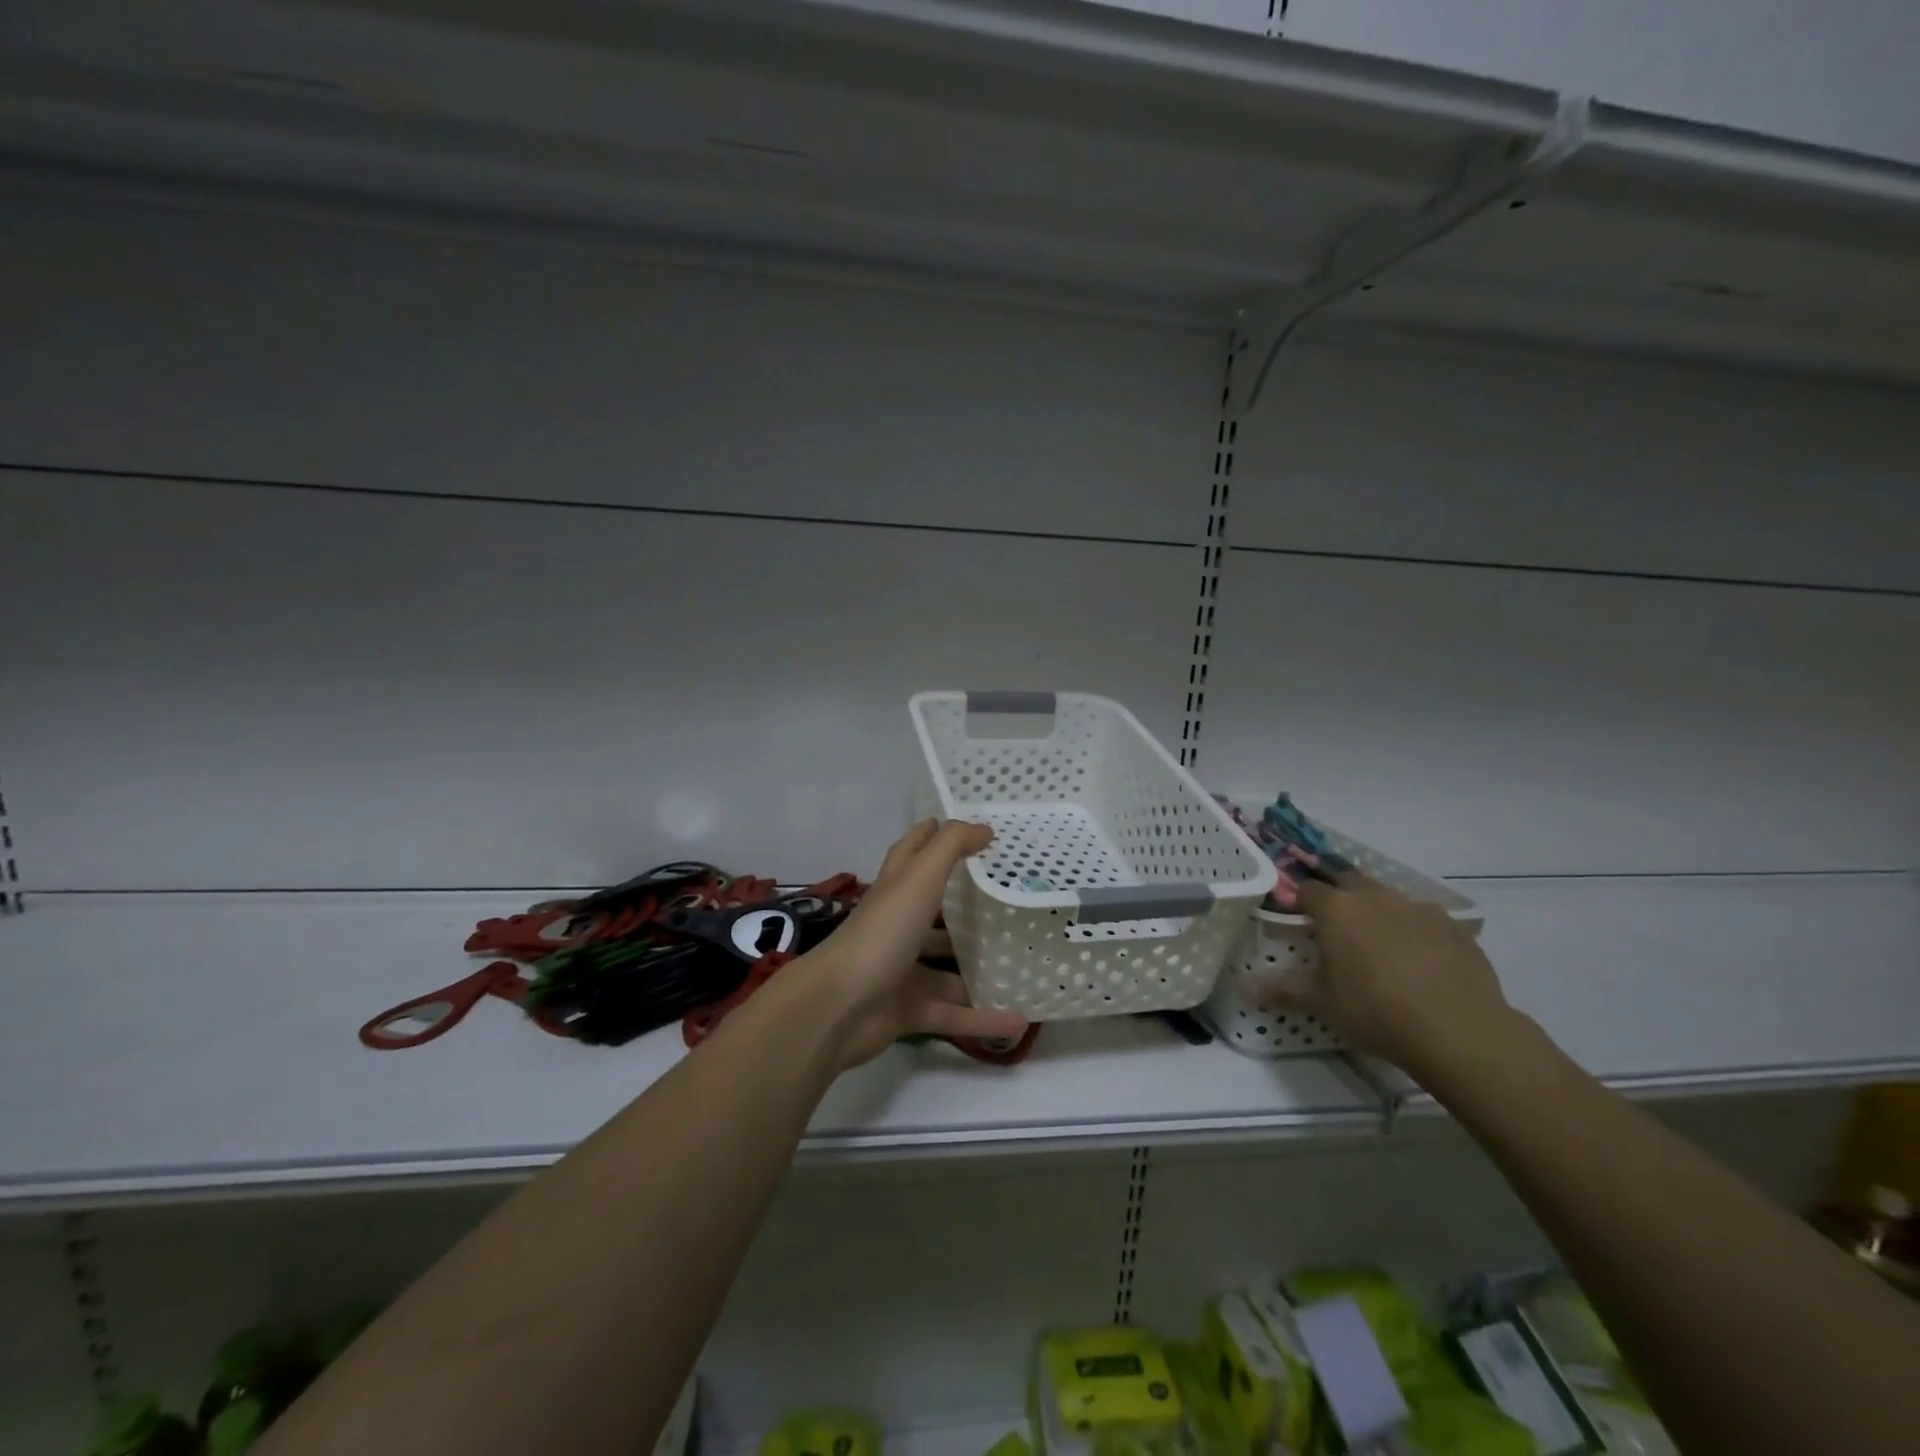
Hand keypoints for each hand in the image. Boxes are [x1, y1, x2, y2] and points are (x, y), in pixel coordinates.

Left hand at [802, 819, 1028, 1068]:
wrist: (838, 1006)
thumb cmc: (882, 932)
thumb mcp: (919, 878)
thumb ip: (951, 847)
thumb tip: (984, 828)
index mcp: (895, 889)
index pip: (912, 852)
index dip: (932, 835)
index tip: (970, 831)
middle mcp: (897, 925)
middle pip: (933, 911)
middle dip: (965, 907)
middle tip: (1009, 900)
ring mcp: (901, 969)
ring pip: (947, 966)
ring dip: (978, 968)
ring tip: (1022, 964)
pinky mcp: (907, 1009)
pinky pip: (953, 1013)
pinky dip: (983, 1019)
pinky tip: (1019, 1019)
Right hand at [1258, 871, 1518, 1078]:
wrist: (1458, 1031)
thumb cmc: (1375, 1011)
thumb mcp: (1322, 1003)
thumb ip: (1284, 989)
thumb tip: (1247, 989)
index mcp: (1337, 909)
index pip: (1307, 889)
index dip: (1299, 901)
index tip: (1298, 920)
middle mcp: (1375, 897)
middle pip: (1349, 882)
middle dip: (1340, 898)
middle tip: (1338, 930)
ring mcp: (1419, 909)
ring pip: (1390, 899)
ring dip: (1380, 914)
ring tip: (1381, 949)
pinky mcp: (1455, 928)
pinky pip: (1426, 921)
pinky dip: (1416, 932)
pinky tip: (1421, 963)